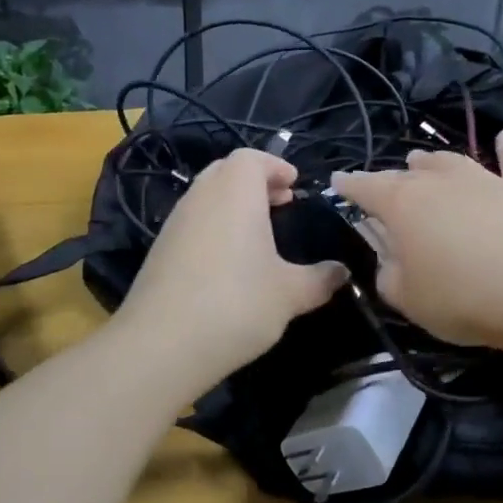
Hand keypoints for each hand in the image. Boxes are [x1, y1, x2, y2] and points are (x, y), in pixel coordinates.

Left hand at [114, 150, 347, 385]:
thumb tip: (342, 272)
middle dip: (255, 182)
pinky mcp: (160, 249)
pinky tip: (229, 264)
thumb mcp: (290, 294)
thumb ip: (320, 279)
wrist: (161, 344)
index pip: (252, 158)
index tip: (294, 185)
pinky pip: (193, 222)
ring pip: (207, 196)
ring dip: (233, 205)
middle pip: (227, 171)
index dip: (275, 166)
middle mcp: (202, 196)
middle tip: (281, 204)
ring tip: (258, 235)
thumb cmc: (236, 304)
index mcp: (235, 191)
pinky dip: (214, 227)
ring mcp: (176, 222)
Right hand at [333, 132, 502, 354]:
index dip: (349, 185)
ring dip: (434, 161)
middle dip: (391, 177)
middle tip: (383, 184)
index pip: (366, 188)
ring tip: (422, 159)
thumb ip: (389, 275)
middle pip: (408, 174)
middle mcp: (440, 182)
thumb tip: (391, 260)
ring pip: (452, 162)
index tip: (337, 180)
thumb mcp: (408, 299)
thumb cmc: (464, 296)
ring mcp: (485, 180)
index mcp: (402, 205)